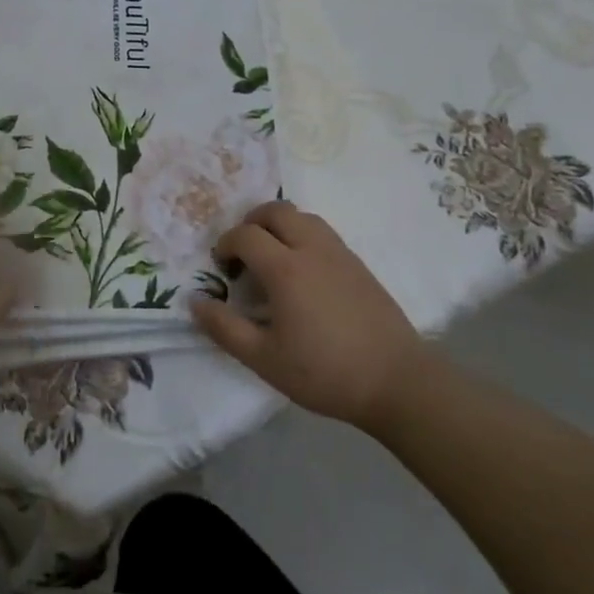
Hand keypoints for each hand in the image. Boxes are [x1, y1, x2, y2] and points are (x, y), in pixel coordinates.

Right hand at [192, 201, 425, 425]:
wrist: (397, 382)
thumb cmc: (324, 372)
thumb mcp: (264, 359)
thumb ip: (224, 328)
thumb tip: (195, 302)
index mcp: (285, 268)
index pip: (245, 234)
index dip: (226, 244)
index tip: (222, 268)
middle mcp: (312, 249)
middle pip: (276, 211)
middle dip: (252, 223)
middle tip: (244, 253)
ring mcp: (340, 254)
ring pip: (303, 217)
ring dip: (280, 226)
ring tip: (273, 259)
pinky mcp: (360, 265)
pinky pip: (323, 233)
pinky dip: (303, 237)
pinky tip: (304, 274)